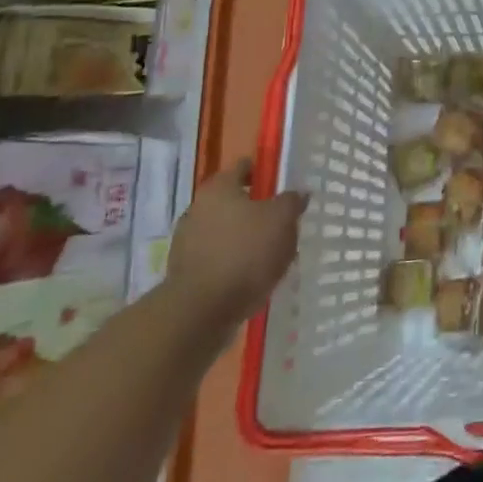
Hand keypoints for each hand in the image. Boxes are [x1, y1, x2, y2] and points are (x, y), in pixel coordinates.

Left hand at [167, 159, 306, 335]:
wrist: (199, 314)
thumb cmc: (244, 254)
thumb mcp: (282, 220)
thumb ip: (292, 201)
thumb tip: (297, 193)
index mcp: (218, 187)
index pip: (244, 167)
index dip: (266, 174)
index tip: (284, 188)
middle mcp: (197, 209)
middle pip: (235, 202)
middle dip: (258, 212)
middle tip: (282, 226)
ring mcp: (186, 243)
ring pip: (226, 233)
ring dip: (246, 241)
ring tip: (271, 259)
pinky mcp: (184, 274)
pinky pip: (217, 260)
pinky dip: (234, 265)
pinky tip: (252, 280)